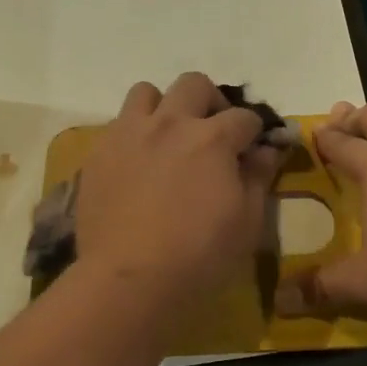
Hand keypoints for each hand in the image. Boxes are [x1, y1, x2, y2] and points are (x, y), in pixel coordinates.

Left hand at [75, 74, 280, 307]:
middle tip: (211, 132)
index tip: (253, 149)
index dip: (254, 131)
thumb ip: (258, 177)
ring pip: (146, 92)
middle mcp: (170, 123)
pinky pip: (118, 124)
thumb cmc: (199, 255)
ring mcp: (129, 133)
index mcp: (212, 138)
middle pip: (194, 84)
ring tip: (166, 137)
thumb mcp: (247, 222)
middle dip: (210, 102)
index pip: (244, 117)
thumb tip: (267, 149)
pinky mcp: (99, 152)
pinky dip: (133, 134)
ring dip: (162, 107)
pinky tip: (138, 164)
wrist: (129, 280)